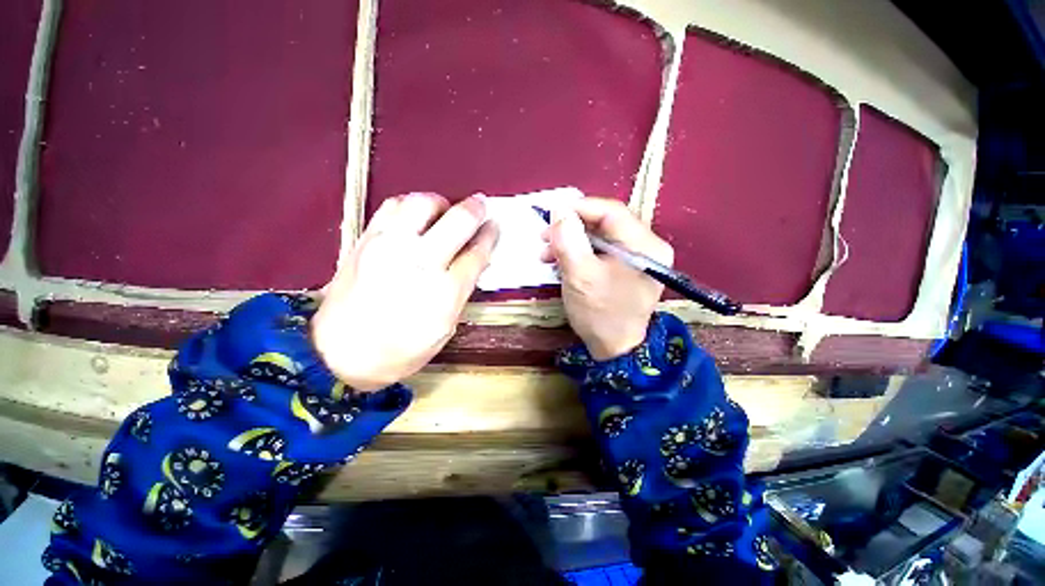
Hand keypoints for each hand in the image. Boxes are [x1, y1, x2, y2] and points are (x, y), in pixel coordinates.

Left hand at [312, 193, 497, 390]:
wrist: (338, 355)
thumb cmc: (398, 351)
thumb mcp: (444, 329)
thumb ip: (462, 291)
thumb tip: (474, 262)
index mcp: (443, 292)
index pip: (476, 253)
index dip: (490, 236)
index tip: (494, 227)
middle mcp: (418, 262)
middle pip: (457, 221)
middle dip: (475, 209)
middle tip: (481, 205)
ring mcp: (388, 247)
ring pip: (422, 203)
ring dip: (442, 202)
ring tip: (447, 210)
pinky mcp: (365, 241)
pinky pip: (392, 207)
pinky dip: (410, 204)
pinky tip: (416, 215)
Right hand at [541, 198, 672, 360]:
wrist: (615, 349)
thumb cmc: (600, 314)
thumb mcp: (581, 276)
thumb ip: (569, 240)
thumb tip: (559, 211)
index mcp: (645, 246)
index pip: (611, 212)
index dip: (579, 208)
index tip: (551, 214)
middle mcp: (646, 247)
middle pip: (604, 223)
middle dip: (571, 228)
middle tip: (544, 236)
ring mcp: (636, 258)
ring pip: (598, 237)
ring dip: (571, 241)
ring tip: (547, 253)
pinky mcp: (624, 268)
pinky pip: (599, 251)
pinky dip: (577, 253)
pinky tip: (559, 261)